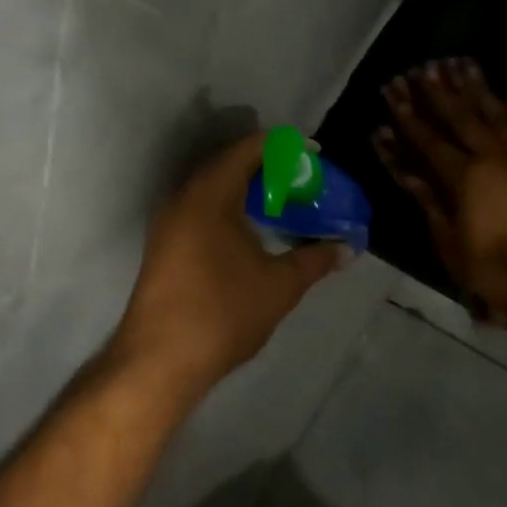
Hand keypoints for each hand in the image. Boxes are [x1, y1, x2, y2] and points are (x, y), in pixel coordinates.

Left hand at [111, 133, 350, 395]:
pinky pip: (200, 209)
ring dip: (246, 188)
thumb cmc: (223, 313)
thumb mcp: (280, 285)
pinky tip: (251, 231)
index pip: (248, 148)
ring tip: (282, 202)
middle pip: (228, 163)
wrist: (160, 360)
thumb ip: (315, 260)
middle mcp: (183, 199)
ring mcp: (168, 223)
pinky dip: (229, 208)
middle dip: (267, 166)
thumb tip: (346, 249)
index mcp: (209, 195)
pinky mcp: (164, 245)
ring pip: (212, 188)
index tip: (315, 156)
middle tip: (302, 180)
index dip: (285, 146)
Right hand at [374, 58, 506, 326]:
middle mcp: (493, 158)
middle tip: (423, 66)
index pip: (429, 141)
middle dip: (439, 92)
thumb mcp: (453, 246)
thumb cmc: (502, 271)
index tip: (394, 91)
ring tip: (461, 64)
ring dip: (477, 89)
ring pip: (496, 114)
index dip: (409, 116)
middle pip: (461, 118)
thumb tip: (408, 173)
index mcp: (465, 178)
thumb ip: (432, 205)